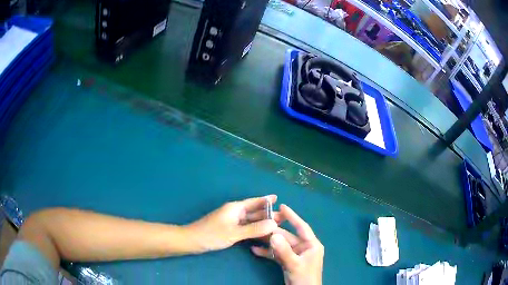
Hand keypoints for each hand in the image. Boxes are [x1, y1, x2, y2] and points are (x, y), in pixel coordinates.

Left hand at [185, 195, 277, 252]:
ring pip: (250, 220)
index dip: (266, 200)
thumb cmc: (212, 234)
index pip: (254, 202)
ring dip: (262, 222)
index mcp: (235, 208)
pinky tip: (262, 234)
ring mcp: (231, 221)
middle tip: (283, 217)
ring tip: (277, 225)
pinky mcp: (229, 229)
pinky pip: (245, 228)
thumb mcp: (234, 233)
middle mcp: (234, 212)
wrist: (192, 241)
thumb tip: (274, 223)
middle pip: (254, 212)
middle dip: (267, 214)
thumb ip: (254, 229)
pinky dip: (254, 230)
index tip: (278, 199)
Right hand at [251, 204, 323, 284]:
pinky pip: (277, 254)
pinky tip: (255, 250)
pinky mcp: (288, 261)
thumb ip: (284, 250)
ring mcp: (295, 254)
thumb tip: (273, 234)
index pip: (302, 227)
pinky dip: (268, 252)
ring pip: (281, 245)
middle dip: (274, 231)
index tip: (282, 206)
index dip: (293, 216)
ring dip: (269, 242)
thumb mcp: (295, 264)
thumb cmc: (305, 277)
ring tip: (254, 235)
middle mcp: (303, 247)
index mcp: (311, 245)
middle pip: (288, 236)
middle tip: (260, 223)